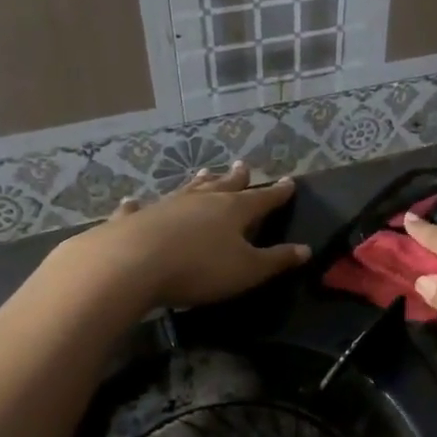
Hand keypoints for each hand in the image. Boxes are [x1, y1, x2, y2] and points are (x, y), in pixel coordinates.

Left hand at [67, 162, 309, 309]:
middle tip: (243, 166)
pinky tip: (133, 200)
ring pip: (187, 190)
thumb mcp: (247, 270)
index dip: (277, 193)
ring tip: (205, 173)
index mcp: (233, 210)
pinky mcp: (134, 219)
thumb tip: (305, 249)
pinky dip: (138, 205)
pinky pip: (139, 209)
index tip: (289, 182)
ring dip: (198, 183)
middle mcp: (201, 201)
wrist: (131, 265)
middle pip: (223, 186)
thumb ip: (276, 260)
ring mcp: (165, 206)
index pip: (262, 198)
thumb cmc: (200, 268)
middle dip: (236, 178)